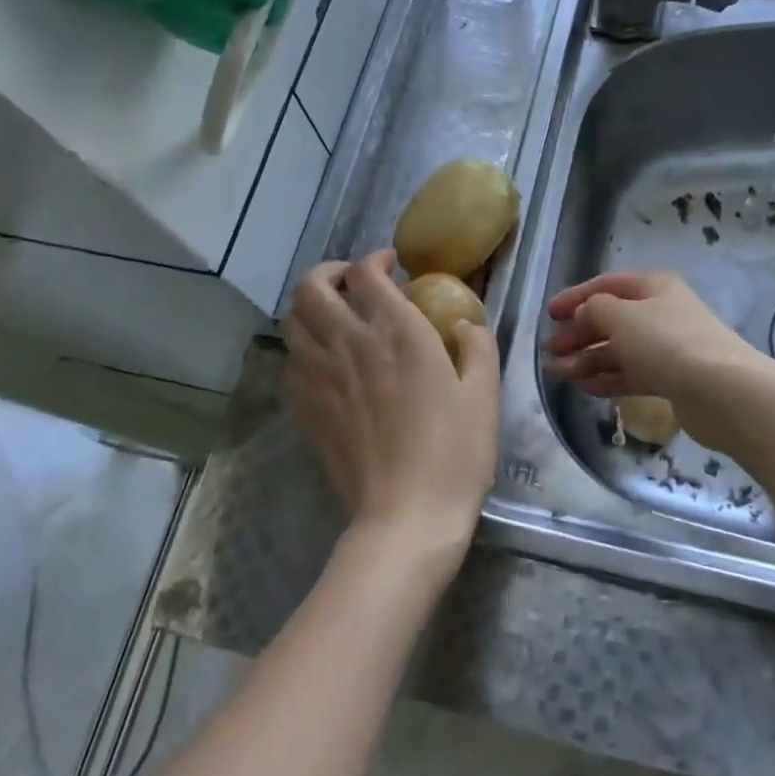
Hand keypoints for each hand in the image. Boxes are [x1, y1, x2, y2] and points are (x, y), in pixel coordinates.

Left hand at [282, 251, 500, 565]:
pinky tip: (326, 361)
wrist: (407, 515)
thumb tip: (463, 324)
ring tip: (334, 316)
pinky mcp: (307, 408)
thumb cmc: (455, 451)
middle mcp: (350, 343)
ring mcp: (321, 376)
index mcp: (397, 332)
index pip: (366, 273)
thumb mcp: (484, 393)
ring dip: (310, 307)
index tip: (392, 267)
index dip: (375, 260)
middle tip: (353, 283)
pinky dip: (303, 348)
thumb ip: (477, 346)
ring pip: (292, 320)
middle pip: (311, 287)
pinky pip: (290, 361)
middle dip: (329, 273)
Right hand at [544, 271, 767, 450]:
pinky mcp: (672, 378)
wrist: (722, 391)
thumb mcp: (621, 316)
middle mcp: (660, 312)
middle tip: (550, 351)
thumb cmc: (667, 342)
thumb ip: (593, 309)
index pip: (605, 285)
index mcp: (653, 286)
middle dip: (578, 333)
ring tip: (557, 374)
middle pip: (611, 319)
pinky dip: (608, 378)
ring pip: (619, 349)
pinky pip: (632, 373)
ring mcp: (668, 346)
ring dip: (587, 359)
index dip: (575, 297)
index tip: (548, 315)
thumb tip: (584, 314)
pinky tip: (585, 388)